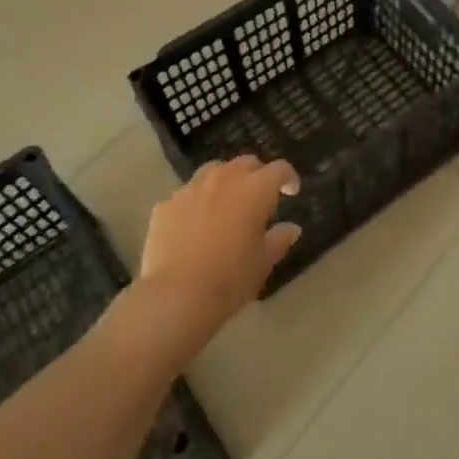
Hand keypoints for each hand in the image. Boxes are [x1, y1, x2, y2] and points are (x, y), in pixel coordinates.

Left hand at [132, 155, 300, 359]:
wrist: (176, 295)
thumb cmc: (230, 279)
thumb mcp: (263, 263)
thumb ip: (279, 240)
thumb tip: (291, 228)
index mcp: (255, 190)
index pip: (279, 169)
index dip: (288, 177)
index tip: (291, 191)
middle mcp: (224, 179)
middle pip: (246, 163)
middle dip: (256, 174)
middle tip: (259, 197)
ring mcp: (192, 188)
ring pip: (213, 171)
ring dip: (225, 181)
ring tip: (226, 203)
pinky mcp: (167, 203)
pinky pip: (187, 194)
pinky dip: (196, 202)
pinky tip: (194, 224)